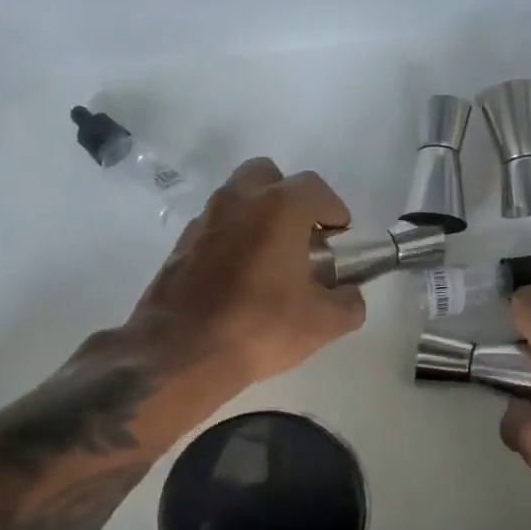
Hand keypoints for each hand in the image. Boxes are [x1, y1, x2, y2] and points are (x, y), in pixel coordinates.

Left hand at [125, 157, 365, 387]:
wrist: (180, 353)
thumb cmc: (260, 327)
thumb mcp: (323, 324)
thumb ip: (349, 303)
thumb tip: (350, 295)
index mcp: (278, 208)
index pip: (315, 188)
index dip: (334, 211)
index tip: (340, 239)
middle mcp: (238, 200)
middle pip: (269, 176)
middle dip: (290, 199)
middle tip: (302, 238)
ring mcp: (204, 220)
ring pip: (238, 199)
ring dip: (259, 217)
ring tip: (271, 260)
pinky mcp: (181, 244)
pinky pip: (216, 227)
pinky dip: (232, 239)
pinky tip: (239, 279)